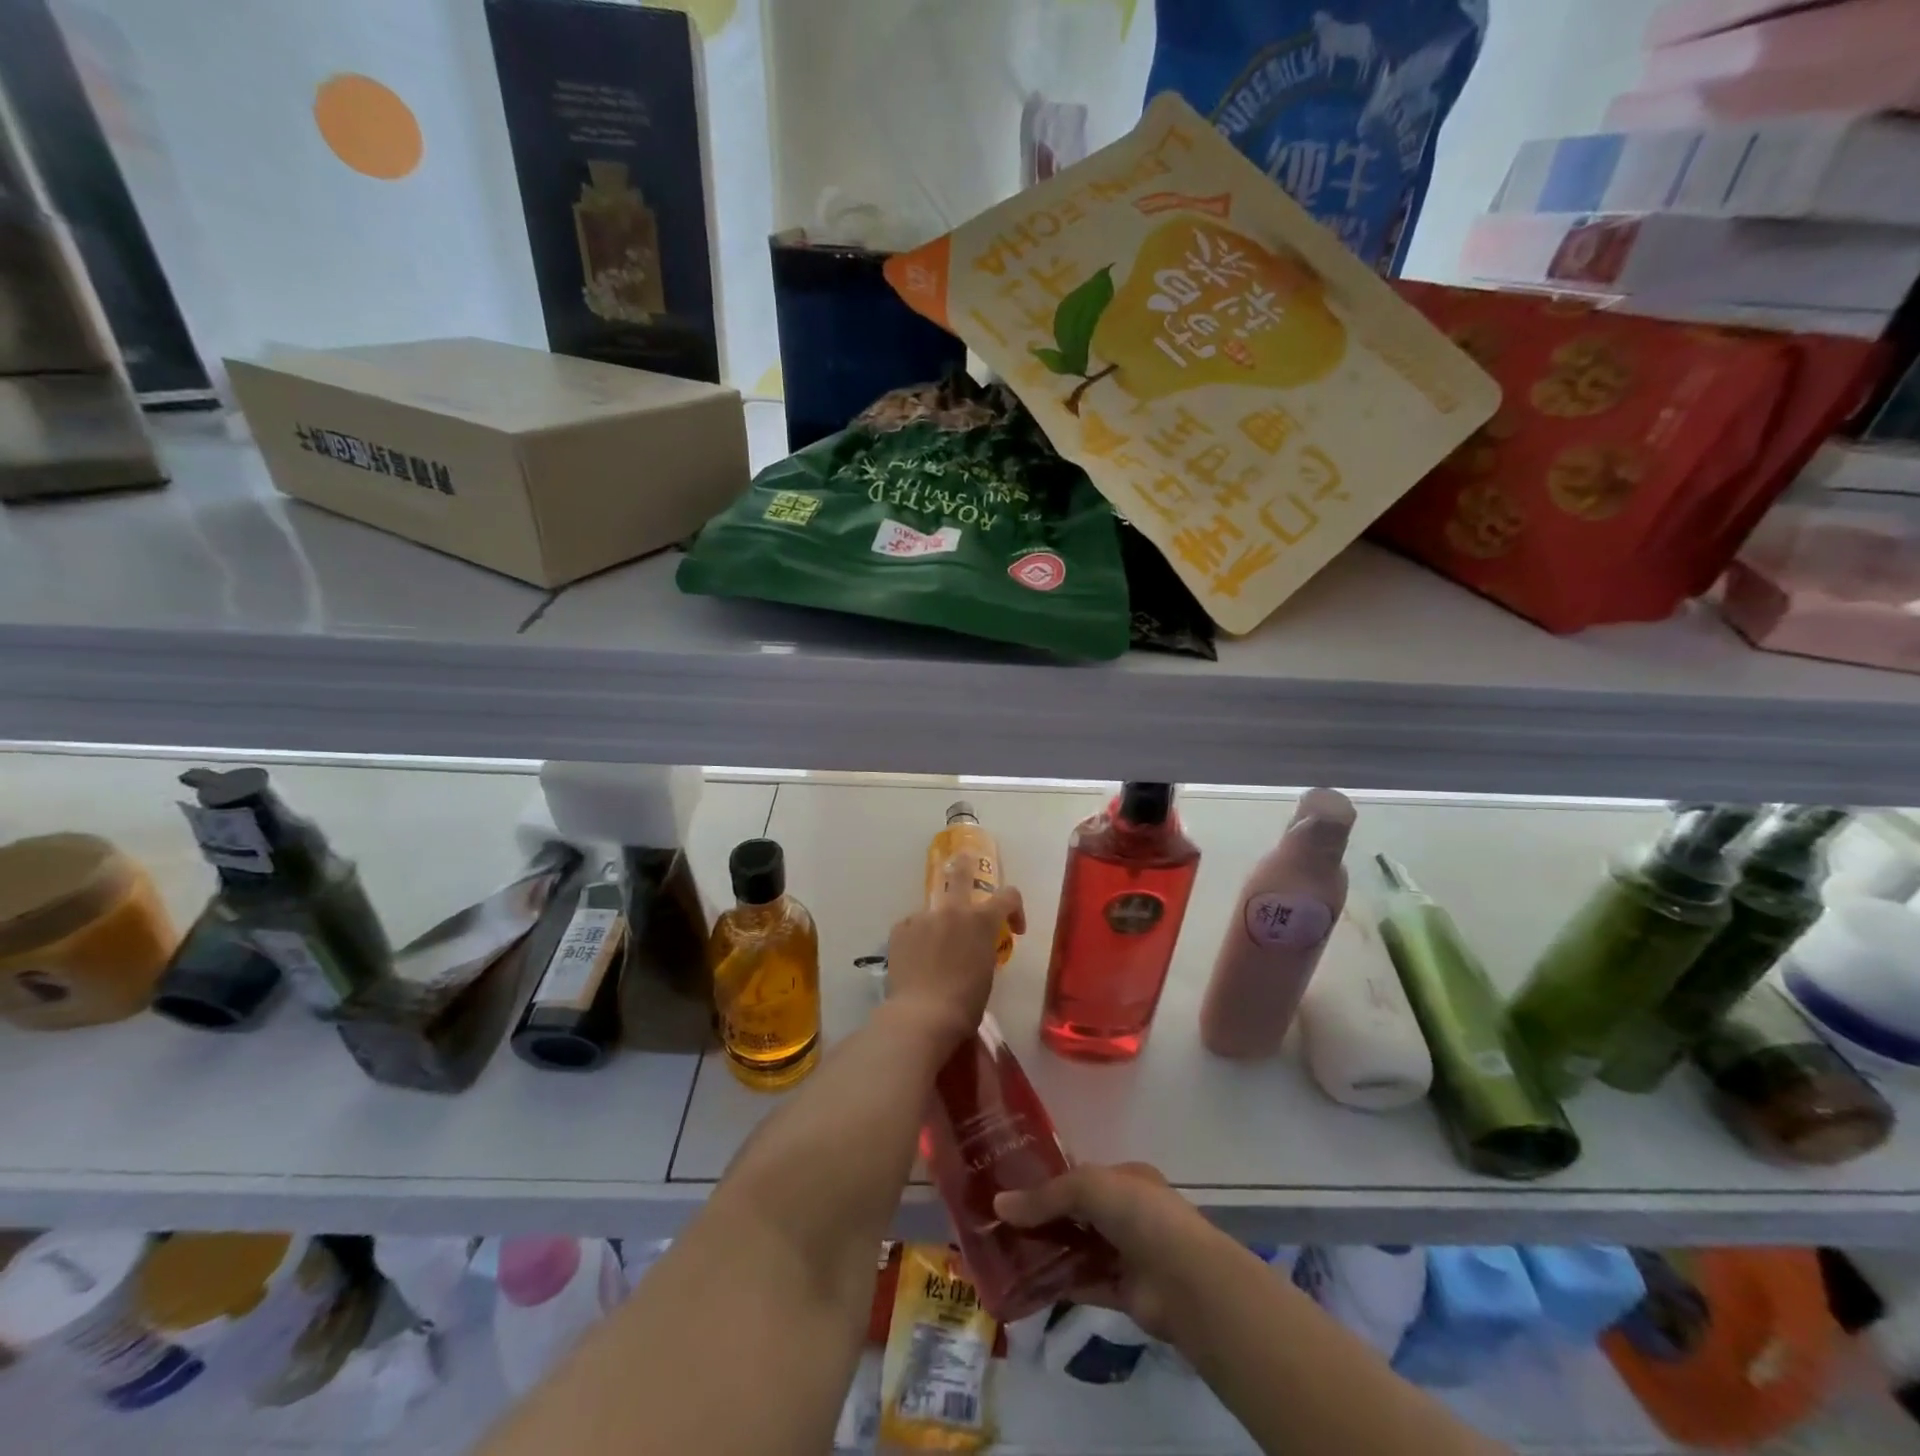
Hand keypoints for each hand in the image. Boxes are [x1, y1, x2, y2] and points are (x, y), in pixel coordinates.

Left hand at [883, 855, 1024, 1046]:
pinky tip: (915, 961)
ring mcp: (923, 917)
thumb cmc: (965, 1003)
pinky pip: (913, 927)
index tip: (1014, 928)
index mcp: (981, 920)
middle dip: (965, 865)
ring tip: (933, 952)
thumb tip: (974, 946)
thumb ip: (982, 948)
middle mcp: (952, 910)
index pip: (1009, 896)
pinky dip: (917, 939)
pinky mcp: (900, 929)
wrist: (922, 1015)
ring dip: (938, 924)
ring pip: (933, 911)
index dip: (1016, 908)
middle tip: (964, 862)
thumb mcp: (986, 972)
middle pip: (960, 873)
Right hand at [994, 1162, 1221, 1340]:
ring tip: (1005, 1252)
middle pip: (1077, 1214)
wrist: (1186, 1281)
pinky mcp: (1123, 1293)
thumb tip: (998, 1204)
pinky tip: (1026, 1283)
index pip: (1081, 1176)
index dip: (1048, 1181)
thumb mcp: (1088, 1187)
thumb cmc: (1140, 1214)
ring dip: (1048, 1251)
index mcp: (1126, 1179)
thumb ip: (1045, 1197)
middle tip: (1001, 1222)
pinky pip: (1083, 1284)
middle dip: (1043, 1218)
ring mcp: (1126, 1254)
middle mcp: (1127, 1213)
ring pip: (1078, 1249)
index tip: (1012, 1188)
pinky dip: (1058, 1284)